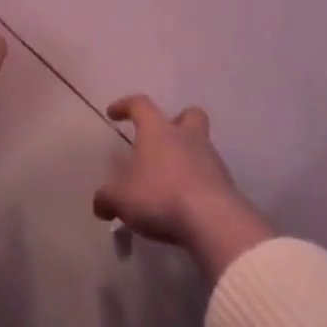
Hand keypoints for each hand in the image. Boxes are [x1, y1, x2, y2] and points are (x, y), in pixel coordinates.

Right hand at [96, 96, 273, 283]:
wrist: (212, 221)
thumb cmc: (159, 197)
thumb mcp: (120, 200)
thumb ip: (107, 199)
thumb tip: (100, 205)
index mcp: (158, 131)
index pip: (140, 105)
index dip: (125, 106)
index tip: (113, 113)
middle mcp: (187, 137)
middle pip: (189, 115)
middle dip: (176, 122)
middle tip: (161, 139)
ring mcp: (211, 159)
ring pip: (200, 146)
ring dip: (185, 157)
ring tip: (167, 181)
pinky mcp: (226, 184)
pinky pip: (208, 175)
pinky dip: (195, 183)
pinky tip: (183, 203)